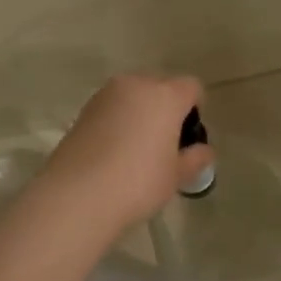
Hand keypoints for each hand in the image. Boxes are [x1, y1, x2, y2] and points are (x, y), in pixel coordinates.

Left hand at [38, 73, 209, 233]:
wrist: (77, 195)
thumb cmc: (138, 182)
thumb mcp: (176, 176)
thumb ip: (195, 158)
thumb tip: (204, 151)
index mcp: (164, 95)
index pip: (191, 87)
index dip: (195, 109)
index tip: (189, 138)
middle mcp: (134, 85)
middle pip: (160, 87)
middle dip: (166, 109)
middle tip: (164, 145)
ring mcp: (104, 95)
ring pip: (132, 96)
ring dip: (139, 114)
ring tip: (136, 151)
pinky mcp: (83, 110)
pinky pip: (111, 109)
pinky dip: (117, 122)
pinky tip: (113, 153)